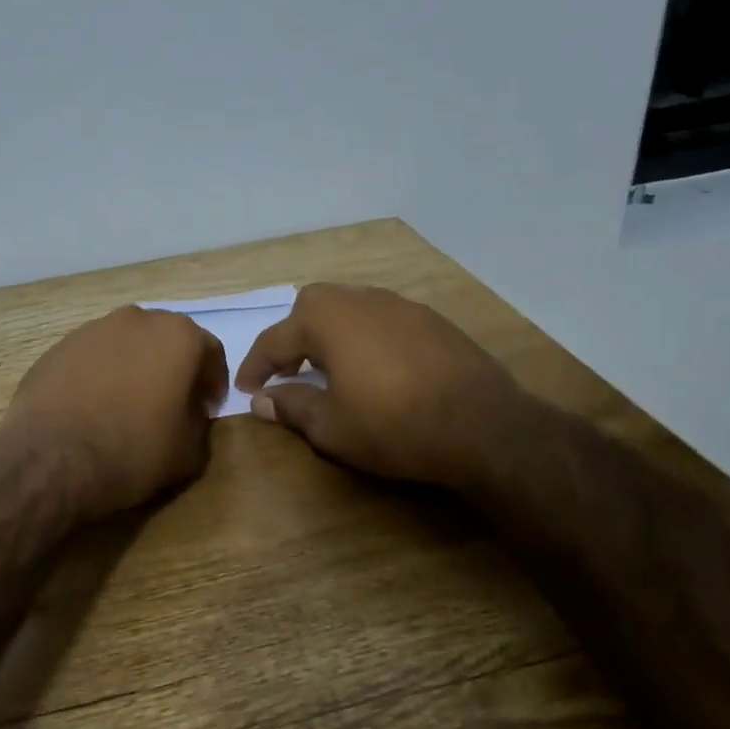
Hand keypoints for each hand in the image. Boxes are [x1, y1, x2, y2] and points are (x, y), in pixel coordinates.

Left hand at [4, 306, 228, 519]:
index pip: (210, 352)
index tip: (207, 409)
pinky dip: (101, 375)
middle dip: (173, 369)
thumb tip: (191, 412)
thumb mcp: (189, 451)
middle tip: (171, 404)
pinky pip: (93, 358)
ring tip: (128, 405)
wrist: (51, 458)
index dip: (213, 383)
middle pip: (166, 341)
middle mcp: (137, 320)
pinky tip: (93, 406)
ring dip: (135, 368)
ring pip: (127, 345)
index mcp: (178, 336)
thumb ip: (200, 423)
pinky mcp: (59, 347)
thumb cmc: (133, 451)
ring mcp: (93, 329)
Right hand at [235, 283, 524, 488]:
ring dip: (331, 332)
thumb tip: (261, 400)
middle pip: (312, 306)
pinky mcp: (431, 319)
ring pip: (350, 306)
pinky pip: (382, 318)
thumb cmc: (394, 426)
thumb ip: (291, 407)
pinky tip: (376, 367)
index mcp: (328, 320)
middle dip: (293, 335)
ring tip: (331, 367)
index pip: (275, 338)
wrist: (483, 426)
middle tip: (290, 370)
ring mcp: (400, 306)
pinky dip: (365, 336)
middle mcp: (361, 300)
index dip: (255, 365)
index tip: (246, 389)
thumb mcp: (332, 427)